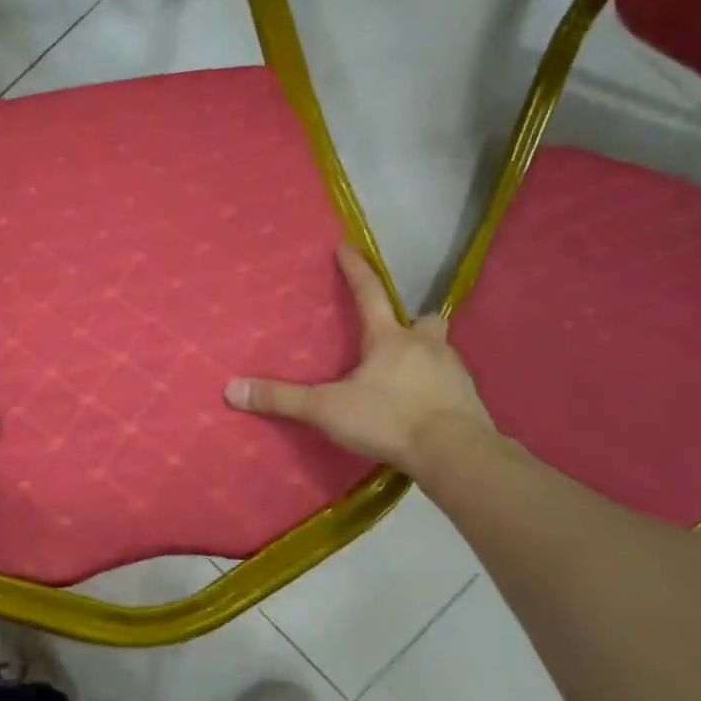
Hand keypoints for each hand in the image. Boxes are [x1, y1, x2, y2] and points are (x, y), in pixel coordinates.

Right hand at [225, 244, 492, 472]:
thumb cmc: (389, 420)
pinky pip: (451, 382)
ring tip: (407, 376)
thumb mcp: (327, 410)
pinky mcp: (469, 398)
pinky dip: (437, 387)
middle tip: (399, 333)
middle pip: (422, 320)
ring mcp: (453, 370)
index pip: (369, 293)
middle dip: (411, 322)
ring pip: (439, 350)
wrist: (454, 453)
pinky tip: (426, 405)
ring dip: (425, 355)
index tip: (347, 247)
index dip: (355, 270)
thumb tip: (231, 389)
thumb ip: (281, 399)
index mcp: (389, 339)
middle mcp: (425, 345)